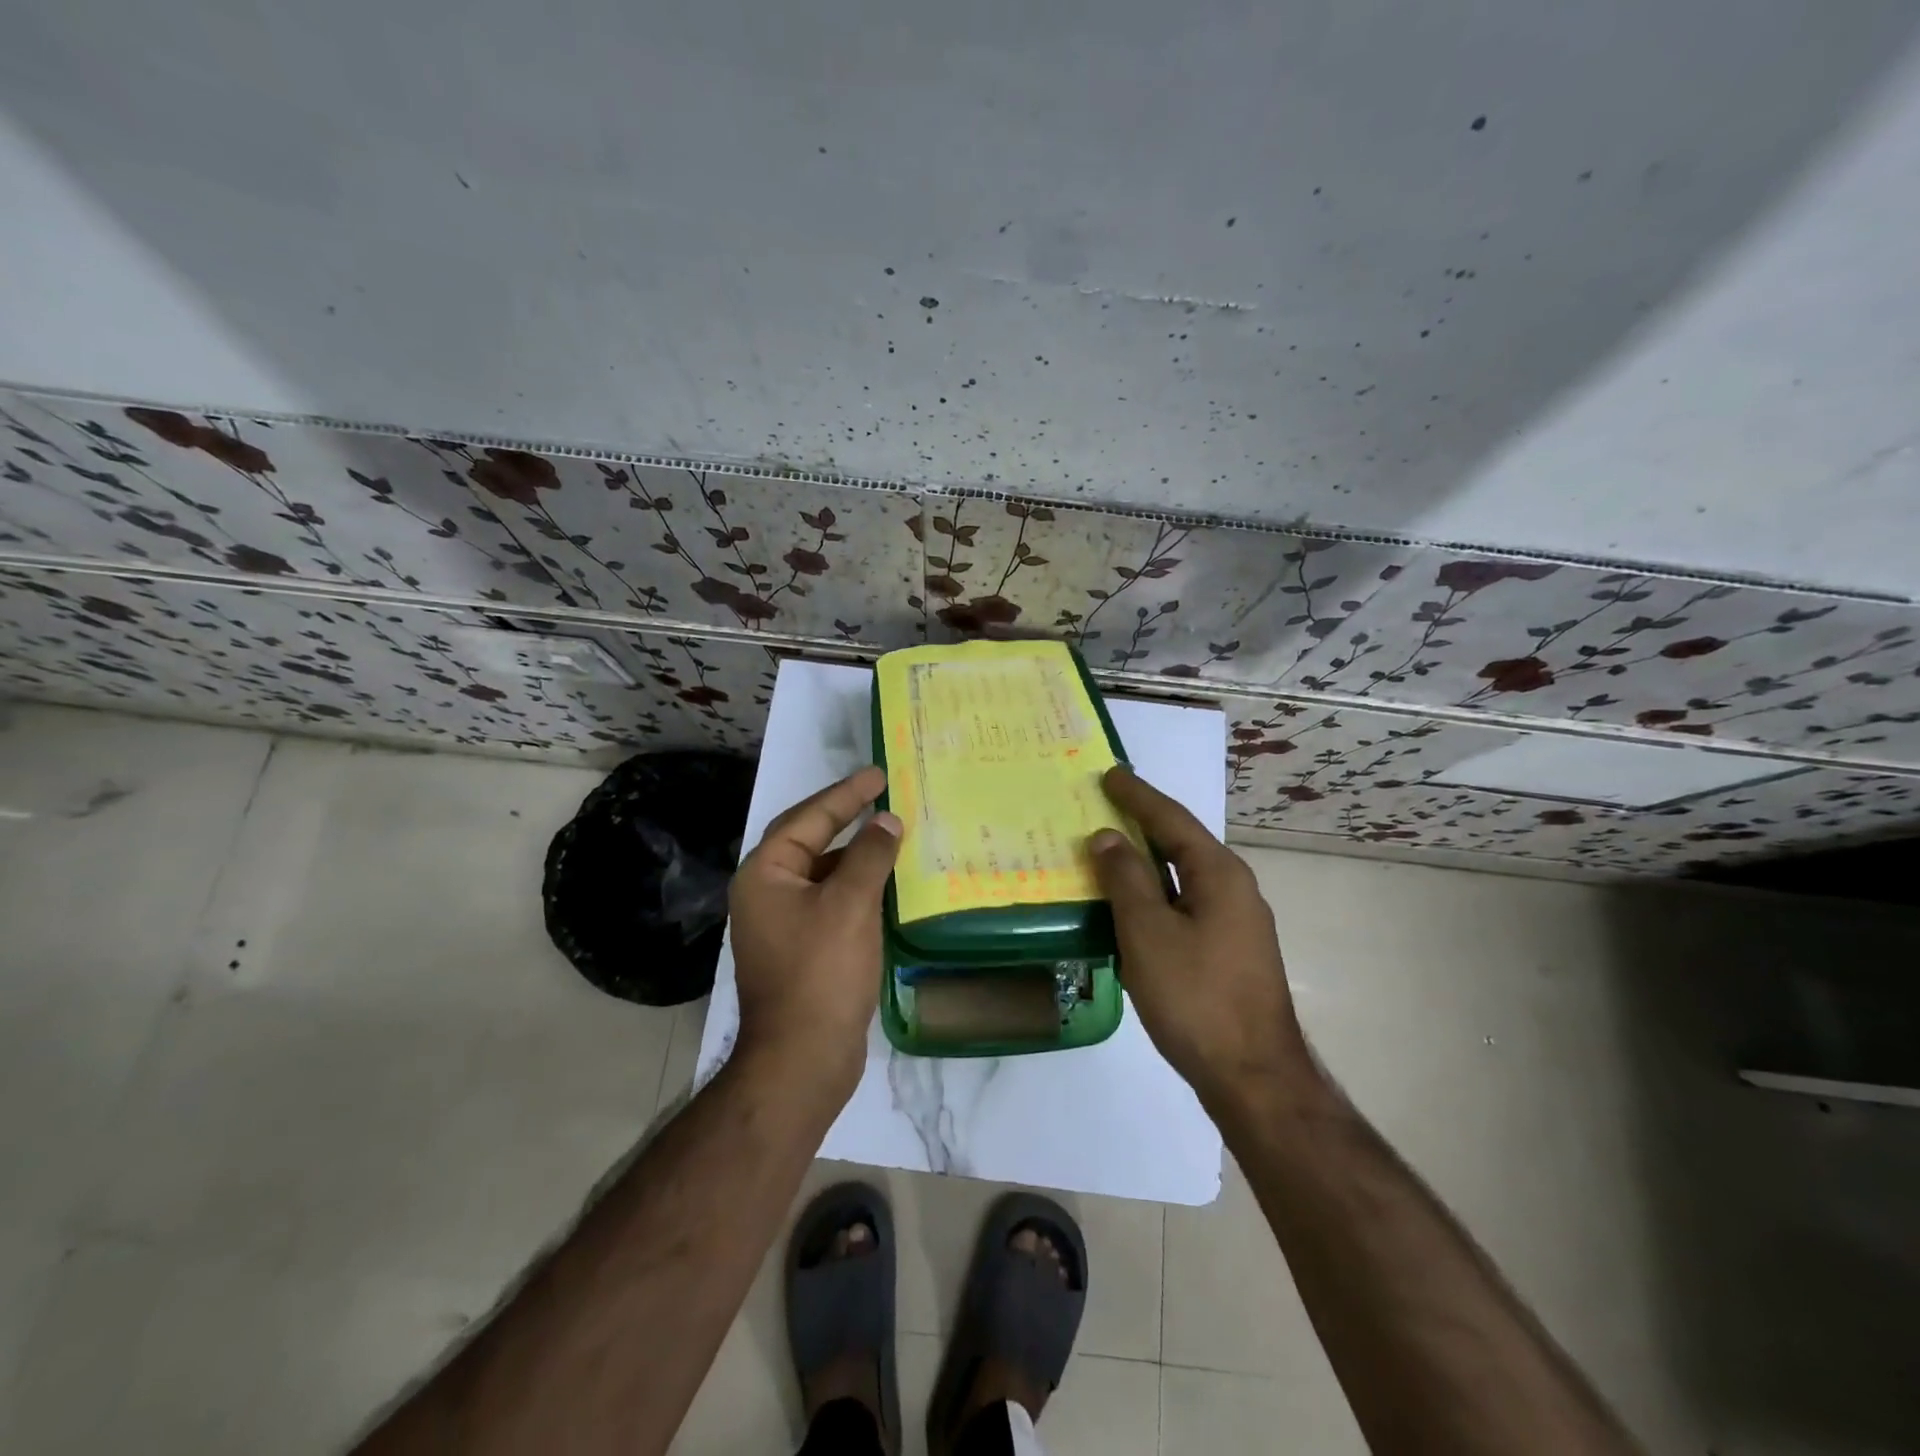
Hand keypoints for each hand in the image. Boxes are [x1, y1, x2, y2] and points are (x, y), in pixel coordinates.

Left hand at [728, 765, 901, 1096]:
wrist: (802, 1059)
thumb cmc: (821, 972)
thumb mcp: (850, 904)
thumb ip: (870, 855)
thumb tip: (886, 821)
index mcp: (765, 874)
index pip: (808, 818)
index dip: (845, 794)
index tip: (879, 773)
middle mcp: (767, 893)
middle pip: (810, 840)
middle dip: (846, 817)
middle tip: (883, 794)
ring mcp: (783, 924)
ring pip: (823, 873)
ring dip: (856, 854)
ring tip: (893, 835)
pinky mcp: (802, 949)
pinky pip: (831, 901)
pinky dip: (858, 887)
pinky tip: (888, 885)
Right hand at [1089, 766, 1313, 1110]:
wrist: (1253, 1077)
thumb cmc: (1195, 997)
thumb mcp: (1148, 933)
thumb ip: (1126, 879)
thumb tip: (1108, 836)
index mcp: (1218, 873)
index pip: (1171, 819)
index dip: (1136, 795)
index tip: (1109, 773)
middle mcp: (1233, 888)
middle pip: (1181, 843)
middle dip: (1143, 822)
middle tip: (1105, 805)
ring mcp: (1236, 921)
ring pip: (1183, 876)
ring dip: (1147, 860)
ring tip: (1111, 848)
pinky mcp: (1229, 950)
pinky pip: (1186, 903)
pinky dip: (1156, 892)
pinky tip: (1133, 904)